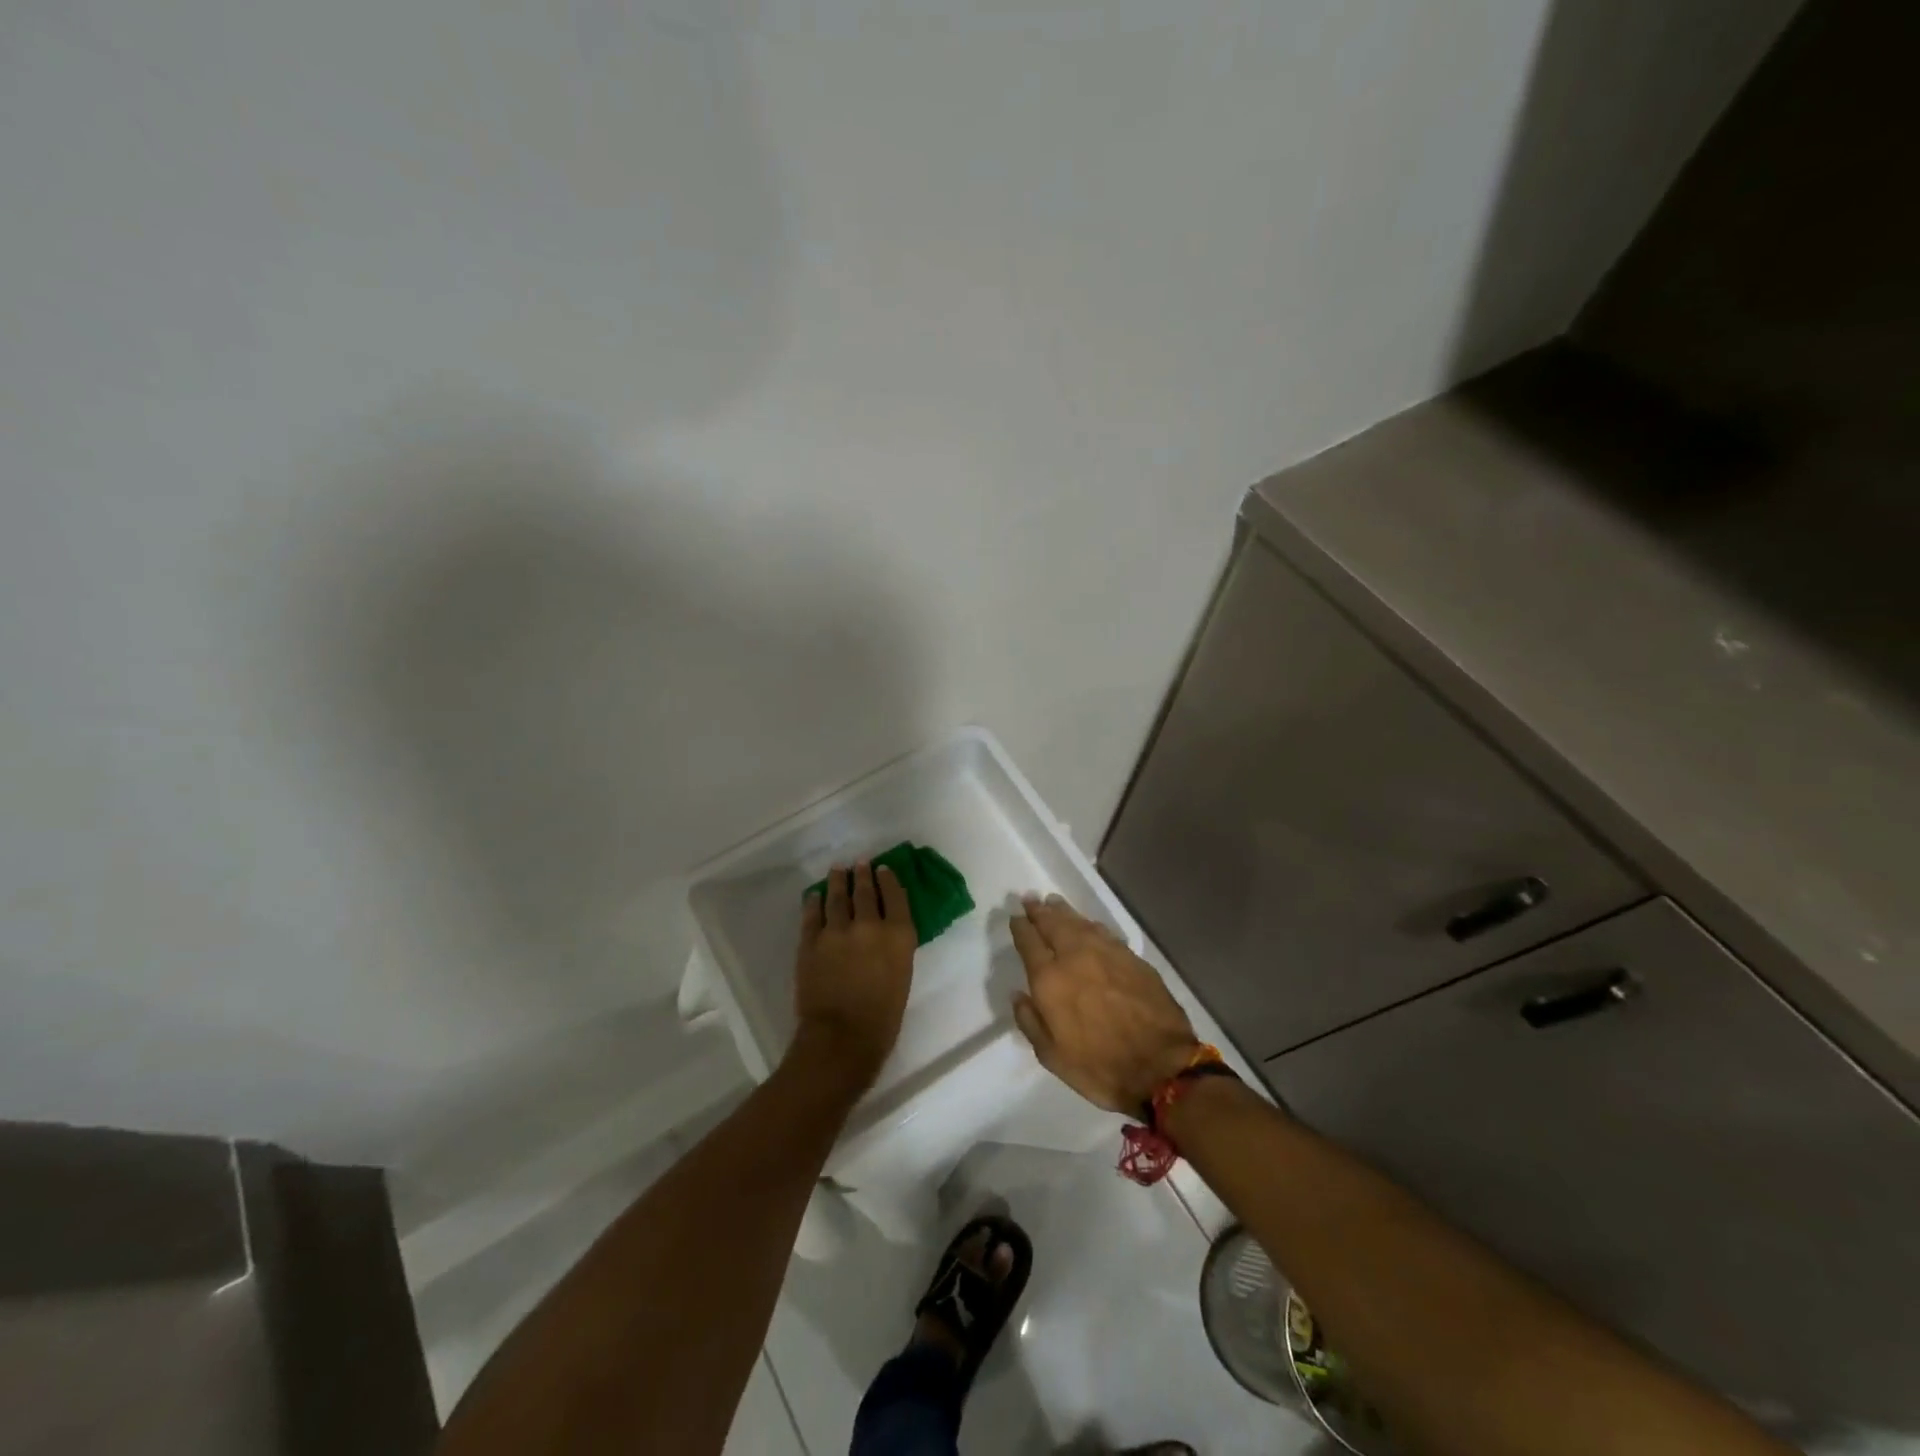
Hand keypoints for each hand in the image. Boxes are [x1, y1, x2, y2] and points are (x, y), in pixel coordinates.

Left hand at [792, 861, 917, 1089]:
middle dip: (863, 875)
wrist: (842, 1039)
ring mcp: (836, 931)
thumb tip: (885, 932)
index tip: (883, 869)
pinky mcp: (810, 942)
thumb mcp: (902, 976)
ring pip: (836, 897)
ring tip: (837, 871)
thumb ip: (894, 947)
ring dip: (837, 881)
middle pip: (865, 891)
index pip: (895, 896)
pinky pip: (812, 915)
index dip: (889, 880)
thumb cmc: (883, 1018)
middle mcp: (869, 925)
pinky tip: (814, 896)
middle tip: (860, 863)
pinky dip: (813, 902)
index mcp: (898, 935)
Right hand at [1009, 895, 1200, 1114]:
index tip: (1015, 917)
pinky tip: (1088, 925)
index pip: (1029, 942)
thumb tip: (1019, 995)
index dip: (1020, 927)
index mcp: (1050, 979)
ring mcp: (1107, 953)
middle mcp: (1075, 956)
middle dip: (1040, 911)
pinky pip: (1104, 933)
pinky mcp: (1132, 958)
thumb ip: (1030, 1021)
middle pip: (1053, 924)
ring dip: (1064, 912)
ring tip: (1054, 902)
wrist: (1160, 1067)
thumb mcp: (1052, 1056)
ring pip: (1080, 923)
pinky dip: (1090, 925)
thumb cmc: (1099, 1067)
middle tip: (1031, 899)